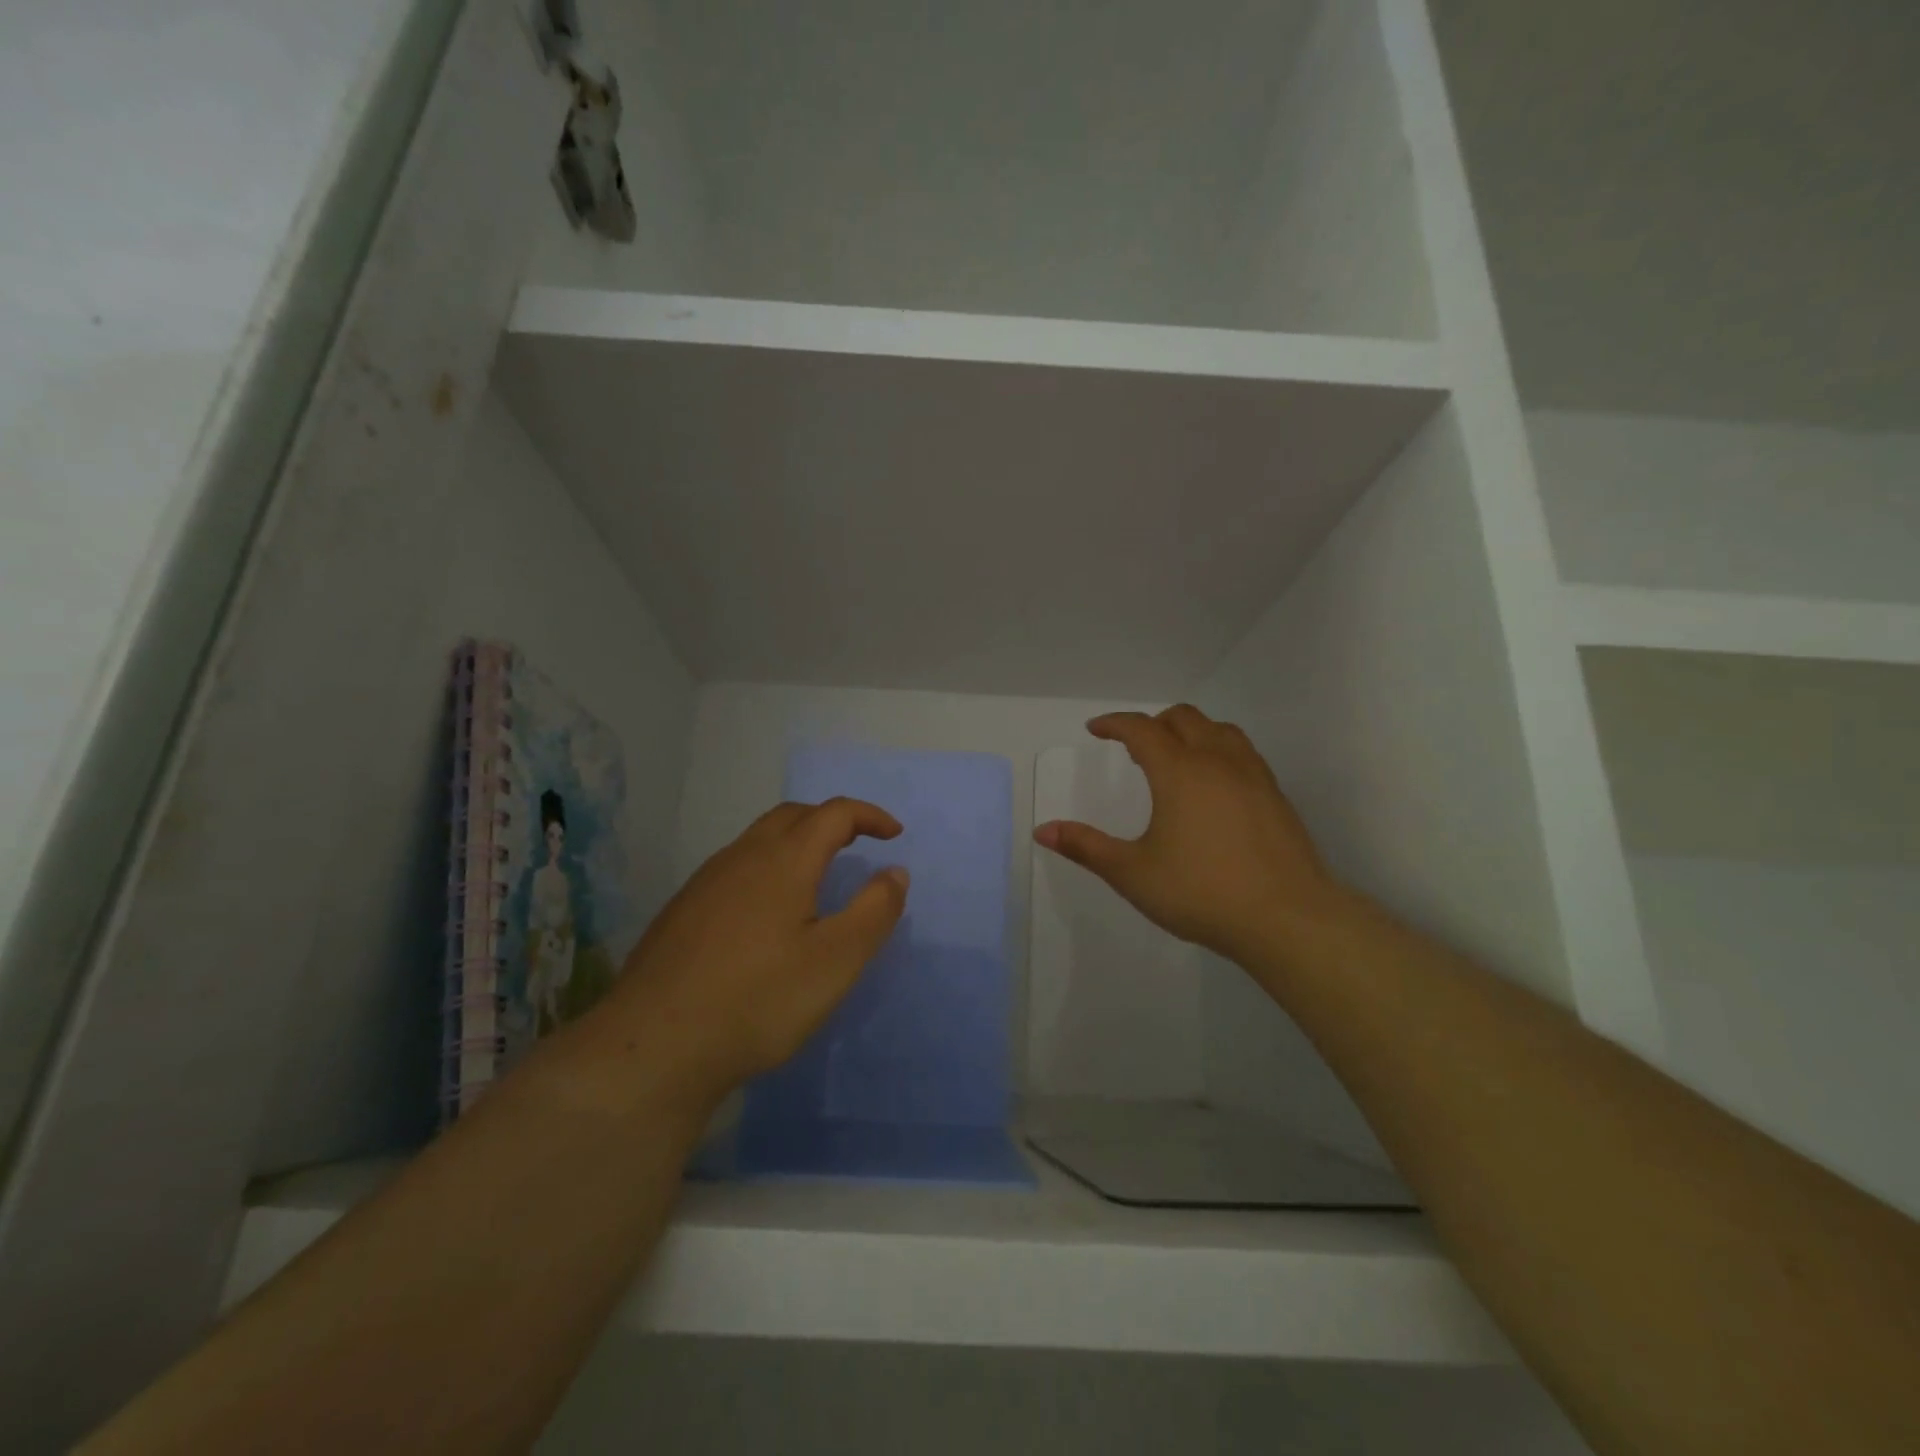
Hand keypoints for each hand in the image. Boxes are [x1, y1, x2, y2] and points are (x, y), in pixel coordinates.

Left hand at [571, 799, 908, 1114]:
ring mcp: (705, 882)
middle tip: (857, 843)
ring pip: (759, 839)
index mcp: (784, 860)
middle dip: (831, 820)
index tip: (894, 834)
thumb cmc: (758, 1000)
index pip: (834, 814)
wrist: (653, 1046)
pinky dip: (767, 867)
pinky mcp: (682, 910)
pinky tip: (766, 911)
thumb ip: (874, 911)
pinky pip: (735, 867)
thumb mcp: (836, 961)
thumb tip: (895, 871)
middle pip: (792, 816)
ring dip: (796, 841)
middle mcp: (742, 857)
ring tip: (817, 874)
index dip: (869, 816)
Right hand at [1034, 706, 1342, 966]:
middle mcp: (1217, 761)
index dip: (1114, 723)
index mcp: (1179, 771)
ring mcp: (1253, 776)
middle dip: (1153, 723)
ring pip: (1219, 731)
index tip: (1096, 729)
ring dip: (1191, 732)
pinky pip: (1243, 753)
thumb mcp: (1132, 873)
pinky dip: (1219, 751)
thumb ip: (1086, 847)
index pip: (1141, 729)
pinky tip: (1214, 786)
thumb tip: (1043, 831)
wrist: (1286, 918)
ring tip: (1175, 758)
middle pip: (1183, 718)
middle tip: (1133, 747)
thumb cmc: (1201, 892)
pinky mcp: (1276, 796)